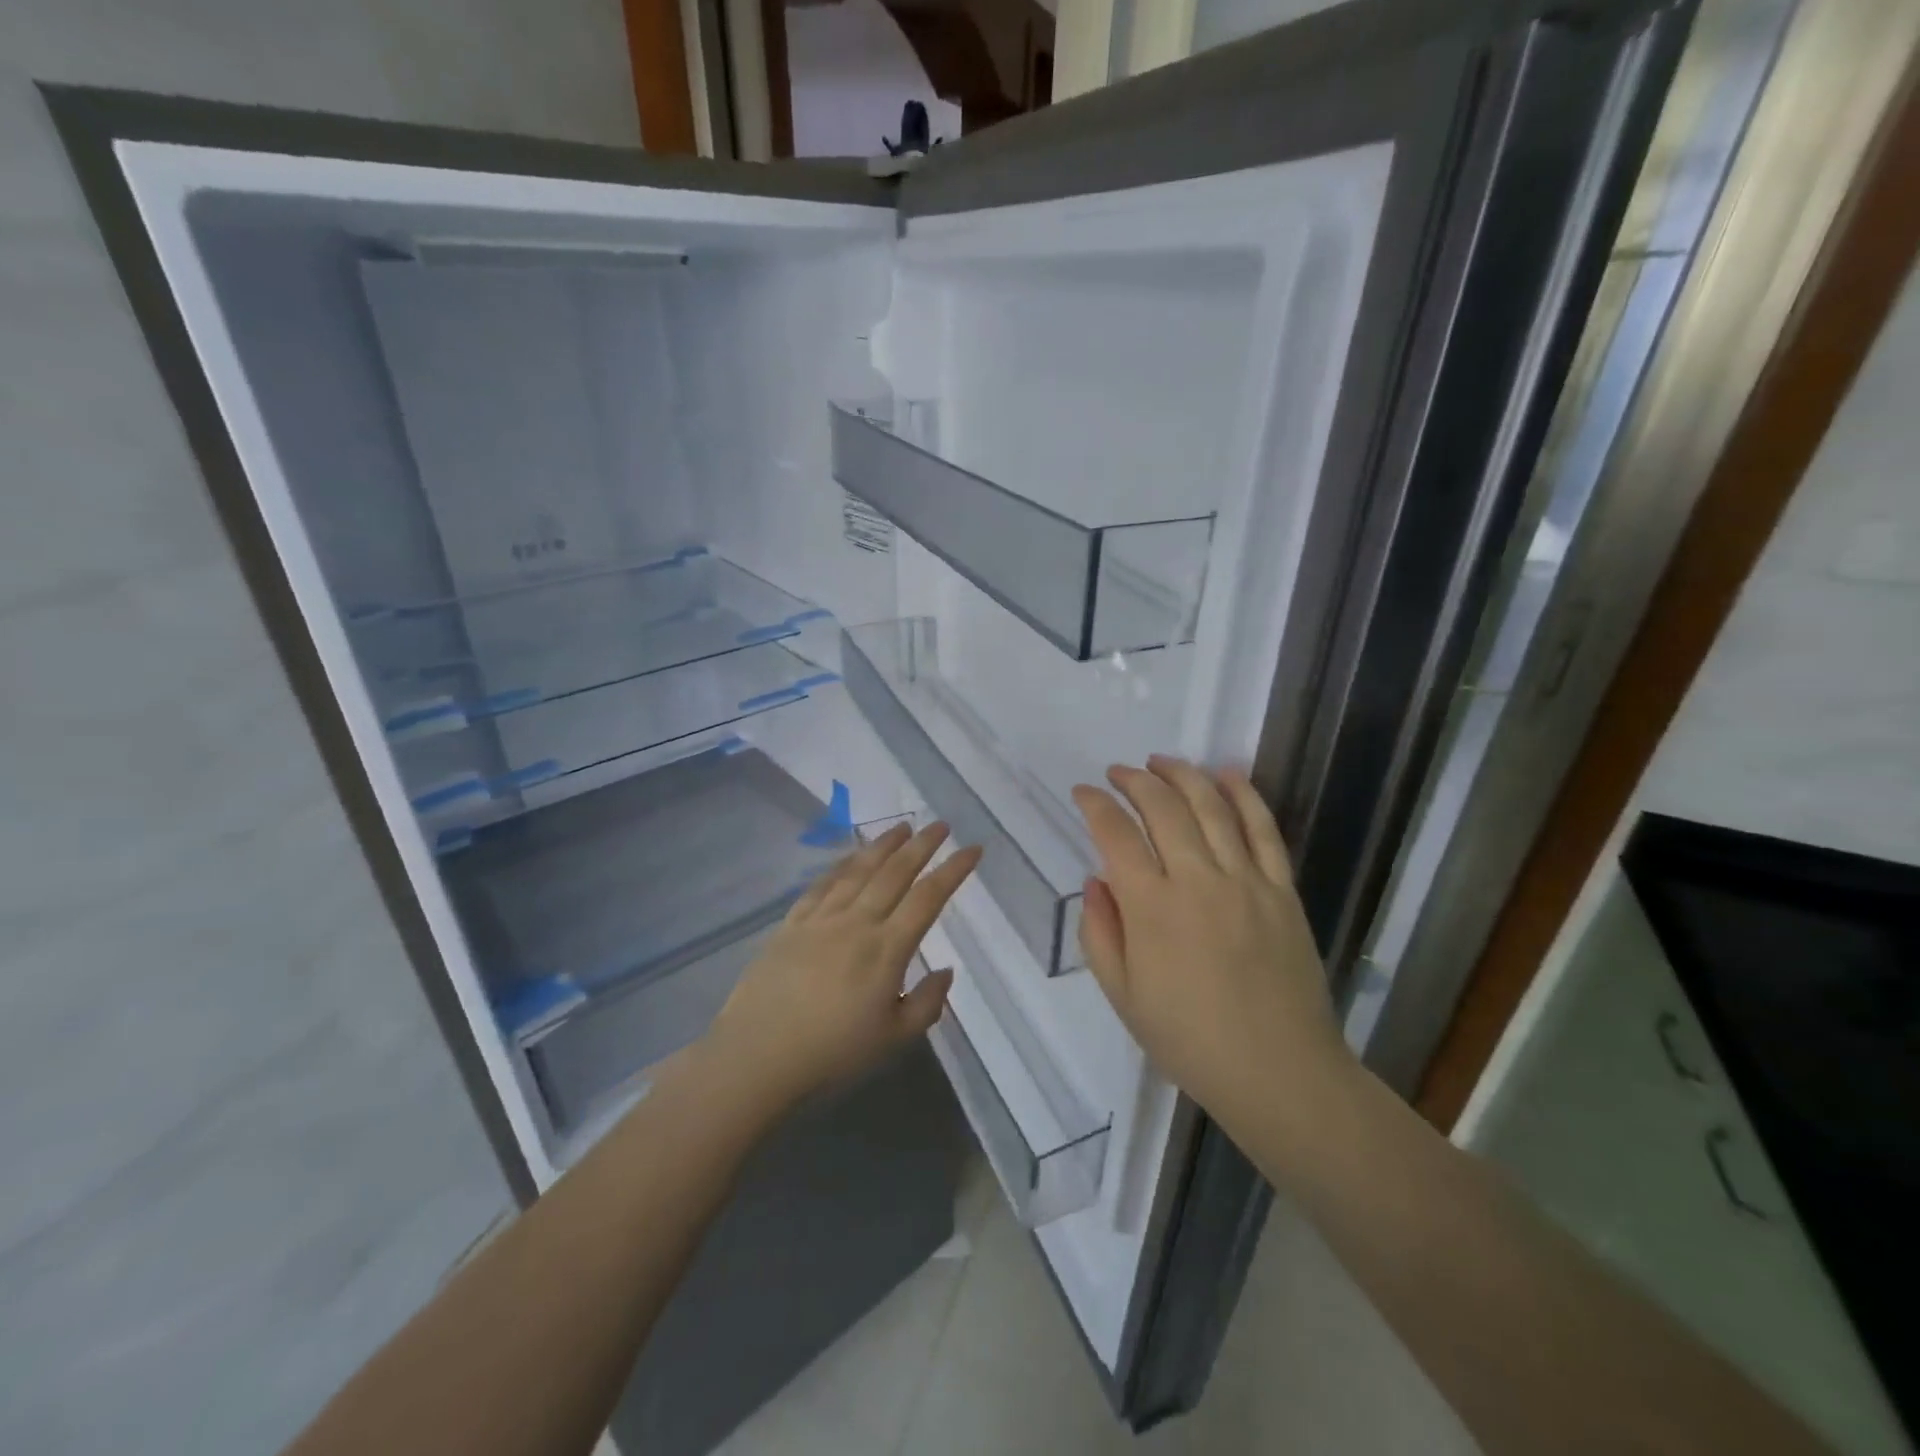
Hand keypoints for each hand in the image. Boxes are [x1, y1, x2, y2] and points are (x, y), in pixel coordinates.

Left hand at [705, 821, 980, 1110]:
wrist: (756, 1058)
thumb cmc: (832, 1055)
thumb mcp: (893, 1040)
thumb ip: (926, 1004)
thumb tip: (946, 971)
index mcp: (886, 949)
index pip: (928, 898)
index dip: (953, 870)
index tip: (972, 848)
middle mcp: (856, 923)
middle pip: (894, 873)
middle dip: (921, 845)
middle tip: (940, 824)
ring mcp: (820, 920)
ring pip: (857, 870)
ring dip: (882, 845)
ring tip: (900, 827)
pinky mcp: (790, 925)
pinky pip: (821, 885)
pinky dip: (840, 865)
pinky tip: (849, 857)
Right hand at [1071, 757, 1350, 1135]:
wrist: (1278, 1072)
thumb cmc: (1189, 1040)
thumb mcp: (1123, 996)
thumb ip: (1100, 933)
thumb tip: (1095, 880)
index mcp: (1151, 908)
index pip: (1114, 835)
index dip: (1094, 805)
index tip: (1082, 792)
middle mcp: (1197, 880)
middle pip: (1162, 807)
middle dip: (1134, 780)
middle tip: (1118, 772)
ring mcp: (1245, 880)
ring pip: (1211, 806)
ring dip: (1182, 774)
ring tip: (1161, 761)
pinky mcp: (1281, 888)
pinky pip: (1264, 828)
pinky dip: (1244, 794)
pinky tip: (1227, 772)